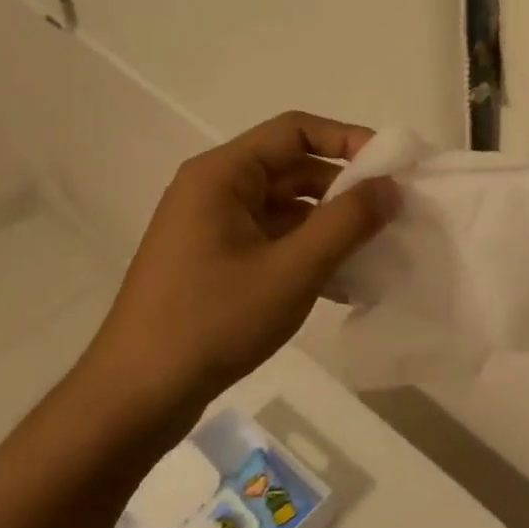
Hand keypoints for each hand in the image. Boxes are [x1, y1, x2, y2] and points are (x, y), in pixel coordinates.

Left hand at [93, 112, 400, 404]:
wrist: (136, 397)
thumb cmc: (213, 321)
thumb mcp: (292, 270)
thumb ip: (347, 222)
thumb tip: (390, 185)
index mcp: (222, 175)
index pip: (295, 130)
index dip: (347, 140)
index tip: (392, 166)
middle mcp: (214, 190)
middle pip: (291, 168)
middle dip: (343, 188)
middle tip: (391, 214)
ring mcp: (212, 228)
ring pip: (286, 209)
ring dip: (329, 225)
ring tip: (374, 251)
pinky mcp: (215, 262)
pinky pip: (272, 240)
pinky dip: (307, 252)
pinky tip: (342, 285)